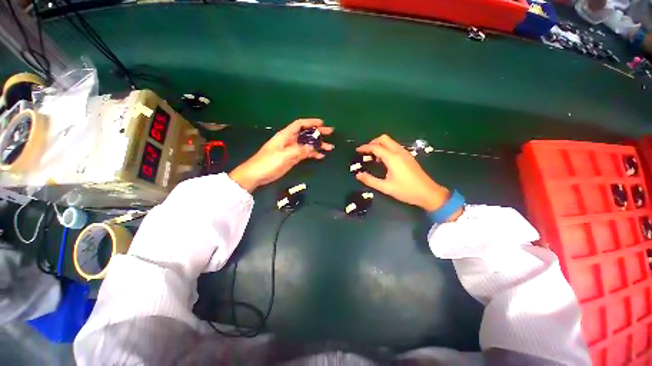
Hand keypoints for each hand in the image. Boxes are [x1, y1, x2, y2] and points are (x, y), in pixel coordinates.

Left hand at [229, 119, 333, 191]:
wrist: (256, 175)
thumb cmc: (267, 162)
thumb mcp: (283, 155)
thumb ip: (298, 151)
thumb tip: (313, 148)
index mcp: (285, 135)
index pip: (299, 124)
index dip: (311, 122)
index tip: (322, 123)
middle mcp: (290, 140)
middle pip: (306, 133)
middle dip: (318, 132)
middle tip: (331, 132)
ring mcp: (291, 150)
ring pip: (307, 144)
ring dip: (318, 145)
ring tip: (330, 147)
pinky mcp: (292, 158)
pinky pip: (305, 154)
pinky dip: (312, 154)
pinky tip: (320, 156)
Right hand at [356, 135, 454, 214]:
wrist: (428, 193)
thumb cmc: (406, 191)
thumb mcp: (386, 187)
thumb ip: (370, 180)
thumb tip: (358, 175)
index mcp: (392, 158)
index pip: (376, 147)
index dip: (365, 147)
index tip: (357, 150)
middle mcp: (399, 152)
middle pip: (384, 139)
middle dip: (372, 142)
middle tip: (365, 152)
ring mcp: (405, 153)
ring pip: (390, 141)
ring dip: (380, 145)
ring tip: (373, 157)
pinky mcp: (408, 156)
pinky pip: (394, 147)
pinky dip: (386, 148)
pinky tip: (384, 160)